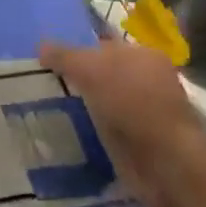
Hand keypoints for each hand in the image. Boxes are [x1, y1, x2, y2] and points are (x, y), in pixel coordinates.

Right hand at [42, 36, 205, 206]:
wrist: (165, 161)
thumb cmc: (131, 102)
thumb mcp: (90, 68)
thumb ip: (64, 56)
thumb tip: (41, 45)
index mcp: (144, 54)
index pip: (104, 45)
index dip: (78, 51)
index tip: (50, 63)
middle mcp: (149, 80)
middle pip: (105, 75)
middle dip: (80, 80)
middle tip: (46, 86)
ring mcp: (147, 113)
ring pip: (106, 103)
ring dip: (85, 109)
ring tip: (51, 112)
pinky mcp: (141, 143)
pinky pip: (108, 130)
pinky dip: (93, 132)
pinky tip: (71, 134)